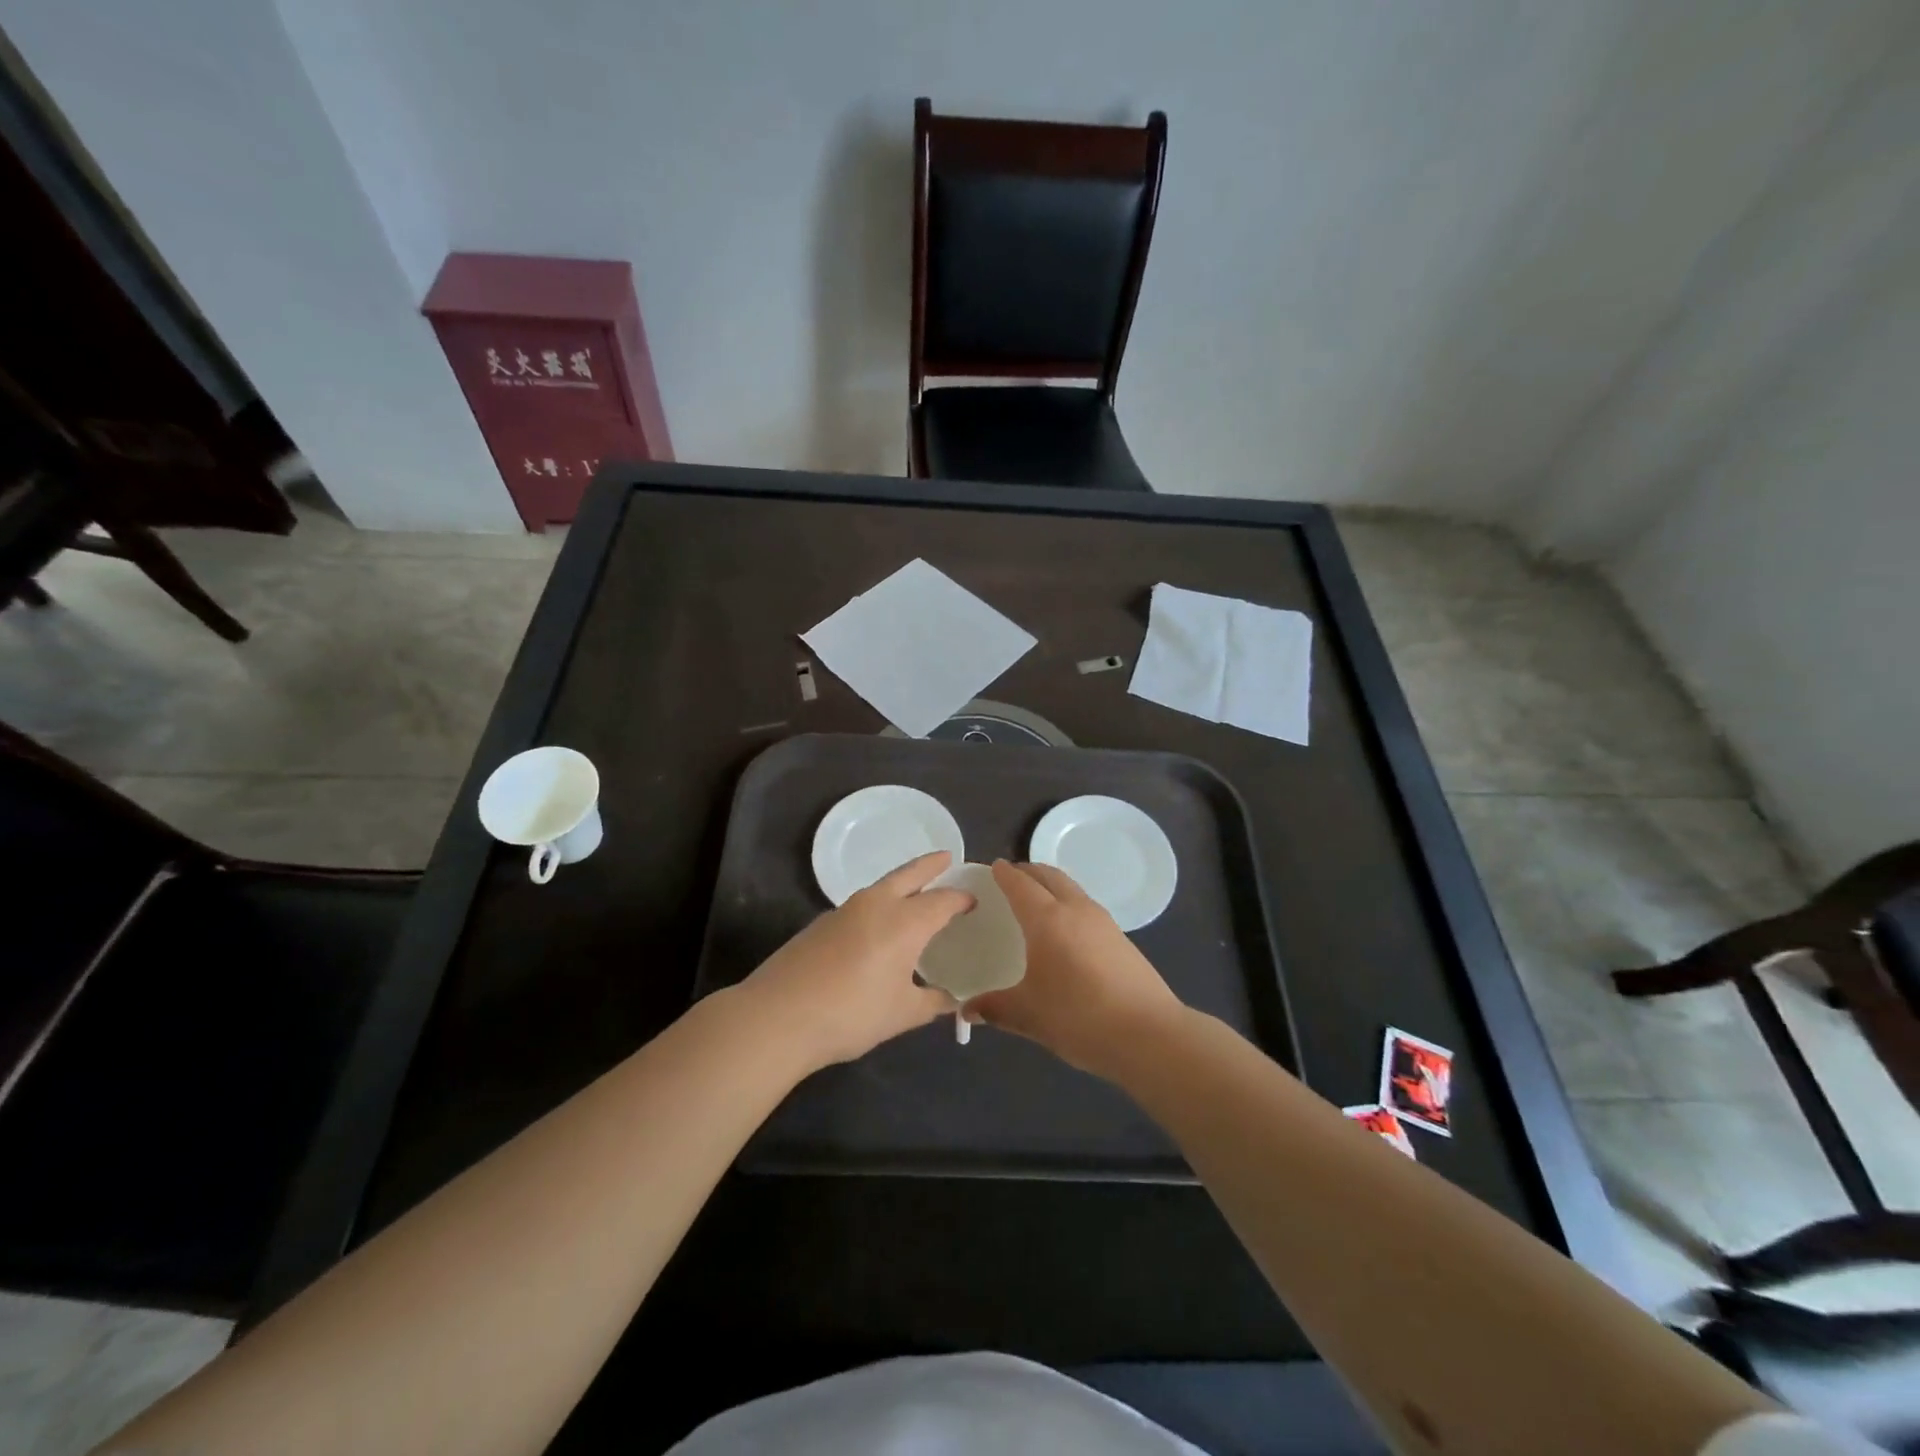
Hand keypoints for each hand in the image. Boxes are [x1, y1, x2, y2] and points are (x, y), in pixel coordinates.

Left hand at [743, 851, 972, 1069]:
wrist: (779, 1016)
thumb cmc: (851, 1013)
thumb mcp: (902, 1014)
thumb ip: (933, 1002)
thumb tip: (953, 1001)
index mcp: (906, 922)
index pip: (942, 900)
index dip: (960, 898)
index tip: (973, 900)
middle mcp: (878, 904)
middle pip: (910, 874)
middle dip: (931, 864)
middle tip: (946, 857)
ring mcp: (845, 910)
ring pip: (882, 885)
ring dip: (903, 882)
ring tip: (915, 892)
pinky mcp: (822, 922)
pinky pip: (862, 903)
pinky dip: (880, 903)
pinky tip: (878, 926)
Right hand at [965, 860, 1185, 1079]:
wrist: (1149, 1034)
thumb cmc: (1079, 1017)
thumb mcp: (1029, 1015)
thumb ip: (995, 1008)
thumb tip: (967, 1010)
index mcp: (1047, 920)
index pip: (1021, 884)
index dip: (1005, 874)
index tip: (994, 867)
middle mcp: (1075, 910)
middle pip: (1050, 875)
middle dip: (1029, 871)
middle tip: (1012, 877)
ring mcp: (1103, 922)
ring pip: (1072, 889)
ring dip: (1052, 885)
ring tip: (1037, 900)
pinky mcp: (1121, 938)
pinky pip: (1086, 906)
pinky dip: (1069, 903)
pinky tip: (1066, 931)